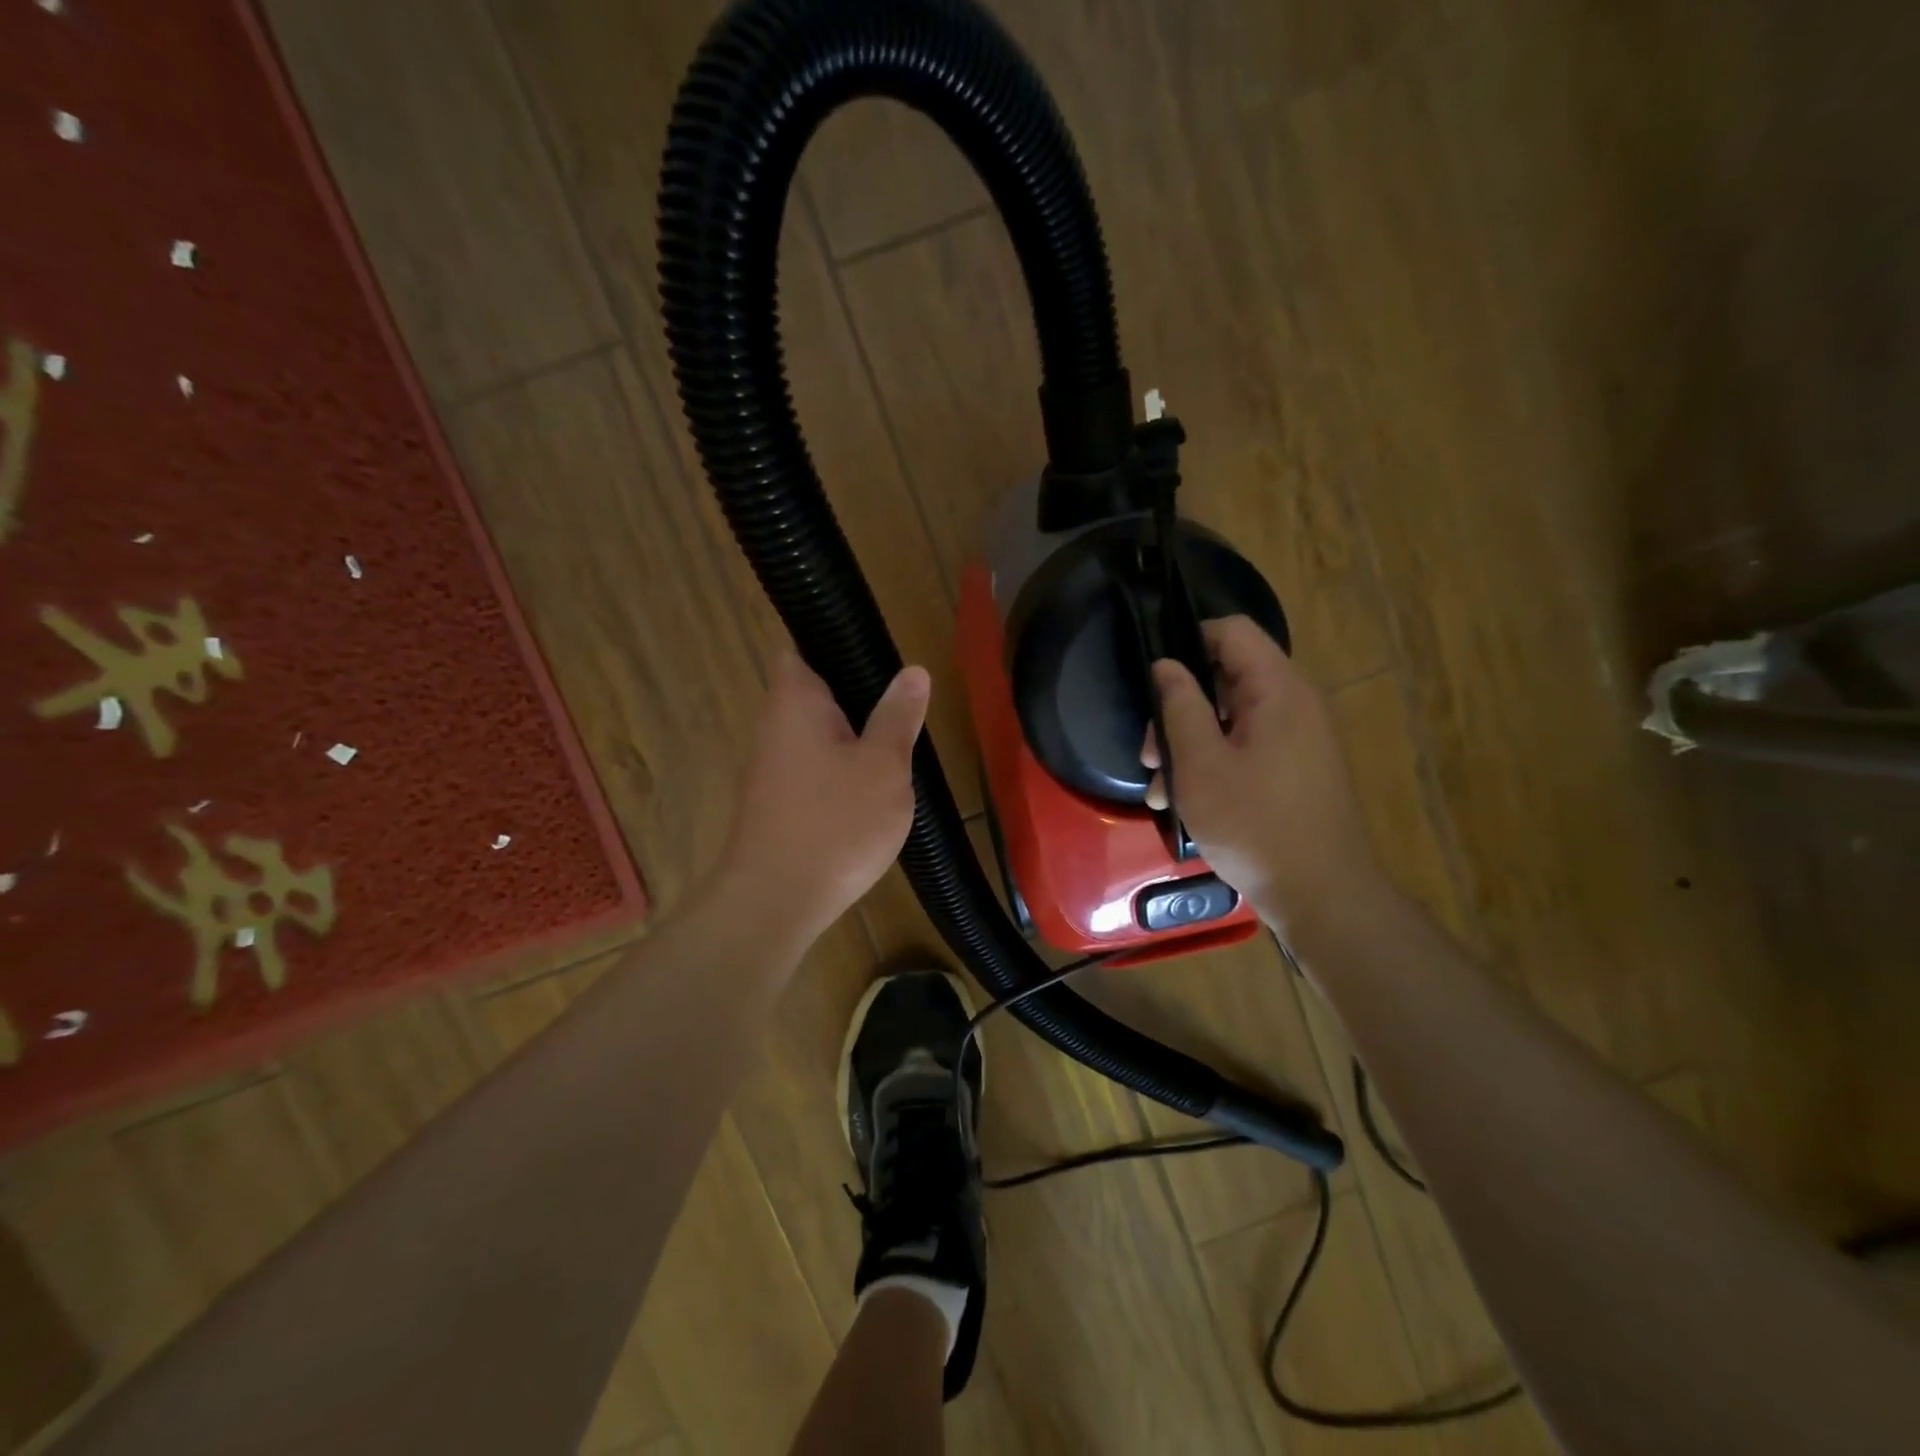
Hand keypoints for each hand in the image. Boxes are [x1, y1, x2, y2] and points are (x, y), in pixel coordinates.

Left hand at [719, 653, 928, 948]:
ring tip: (892, 753)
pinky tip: (866, 795)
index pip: (802, 648)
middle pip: (814, 693)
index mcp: (795, 700)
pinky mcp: (773, 801)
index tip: (878, 660)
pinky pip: (811, 769)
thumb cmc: (836, 823)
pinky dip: (837, 773)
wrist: (775, 901)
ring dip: (850, 740)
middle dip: (856, 700)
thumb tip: (913, 671)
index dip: (836, 646)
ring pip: (816, 735)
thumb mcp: (884, 765)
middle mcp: (772, 725)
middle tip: (901, 713)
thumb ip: (898, 715)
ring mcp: (768, 766)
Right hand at [1144, 616, 1384, 938]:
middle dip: (1179, 709)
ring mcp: (1299, 740)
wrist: (1322, 895)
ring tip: (1159, 789)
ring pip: (1232, 720)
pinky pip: (1247, 748)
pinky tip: (1185, 802)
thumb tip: (1167, 665)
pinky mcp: (1296, 770)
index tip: (1154, 679)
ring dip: (1190, 745)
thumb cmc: (1255, 825)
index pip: (1233, 632)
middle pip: (1228, 678)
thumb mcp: (1200, 765)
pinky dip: (1214, 764)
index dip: (1189, 640)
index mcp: (1278, 691)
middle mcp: (1295, 705)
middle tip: (1149, 753)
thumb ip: (1180, 707)